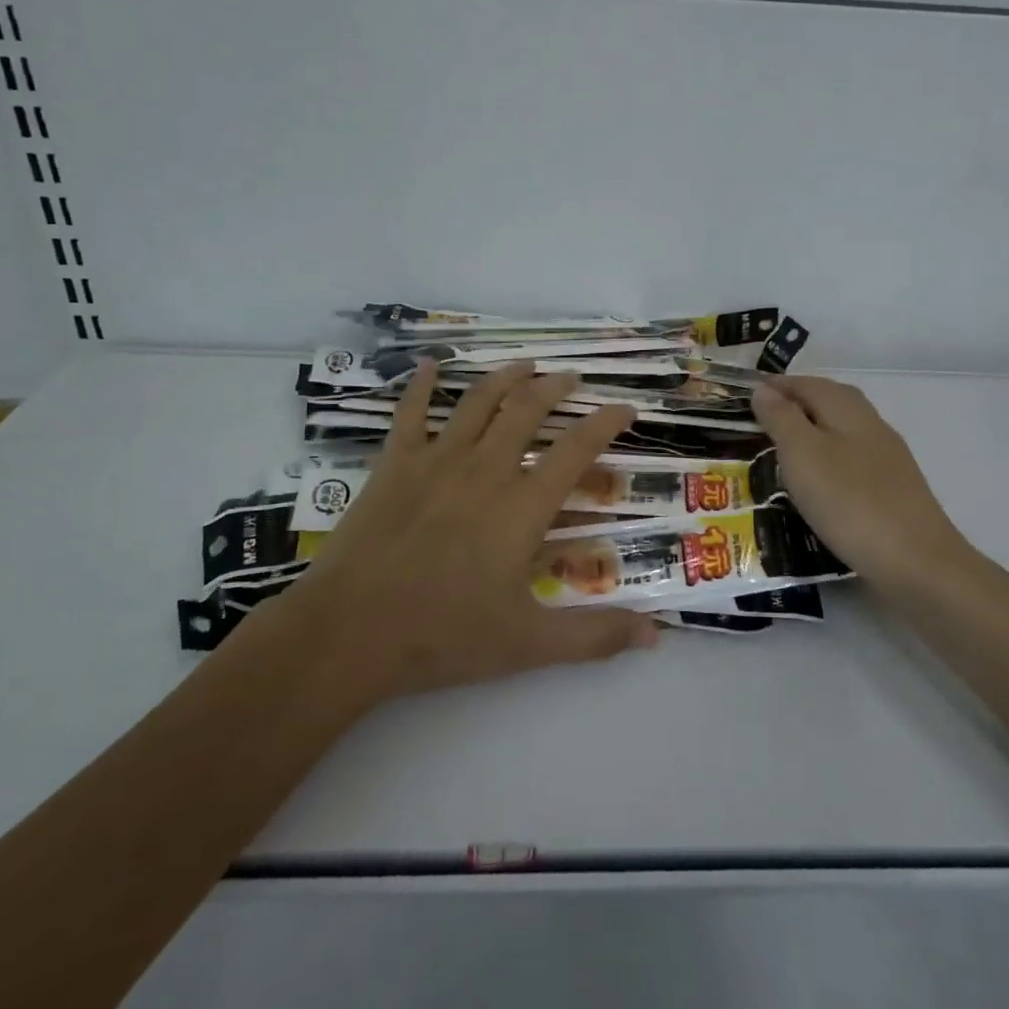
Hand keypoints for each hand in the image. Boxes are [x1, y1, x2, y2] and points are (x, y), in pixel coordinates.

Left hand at [269, 360, 658, 705]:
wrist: (351, 631)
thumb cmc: (444, 636)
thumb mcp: (529, 644)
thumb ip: (595, 637)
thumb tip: (658, 636)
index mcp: (523, 506)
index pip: (576, 449)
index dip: (605, 423)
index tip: (624, 407)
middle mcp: (486, 469)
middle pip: (528, 409)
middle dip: (555, 387)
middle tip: (571, 378)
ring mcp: (437, 460)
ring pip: (479, 401)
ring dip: (506, 377)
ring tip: (525, 365)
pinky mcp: (395, 463)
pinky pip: (411, 412)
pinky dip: (422, 385)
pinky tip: (430, 364)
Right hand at [751, 376, 968, 592]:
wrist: (918, 564)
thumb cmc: (850, 502)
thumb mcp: (802, 454)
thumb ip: (782, 418)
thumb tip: (763, 389)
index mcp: (848, 409)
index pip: (807, 383)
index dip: (776, 386)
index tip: (745, 395)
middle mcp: (871, 424)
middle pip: (829, 401)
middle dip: (796, 403)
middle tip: (762, 418)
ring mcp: (887, 458)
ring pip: (842, 430)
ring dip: (812, 431)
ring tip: (783, 450)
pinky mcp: (893, 489)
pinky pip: (851, 459)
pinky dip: (828, 459)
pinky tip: (818, 483)